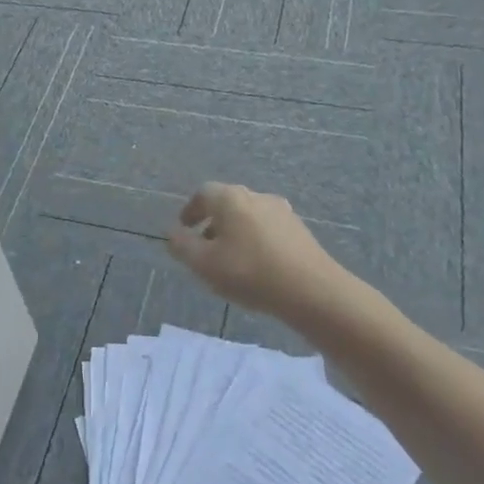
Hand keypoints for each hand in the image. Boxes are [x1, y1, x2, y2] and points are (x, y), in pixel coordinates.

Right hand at [166, 182, 346, 319]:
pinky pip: (267, 228)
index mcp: (230, 198)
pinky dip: (255, 240)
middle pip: (227, 202)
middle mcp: (256, 196)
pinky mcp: (299, 230)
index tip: (184, 229)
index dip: (190, 210)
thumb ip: (183, 246)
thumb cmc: (250, 272)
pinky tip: (257, 265)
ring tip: (230, 259)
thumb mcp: (204, 264)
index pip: (203, 193)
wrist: (312, 290)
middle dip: (212, 222)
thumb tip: (172, 233)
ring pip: (248, 216)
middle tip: (204, 246)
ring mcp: (281, 211)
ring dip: (235, 232)